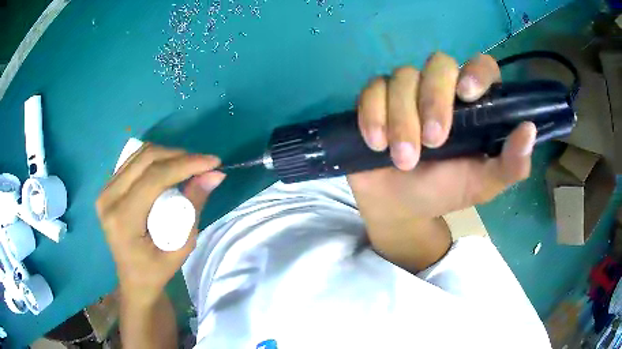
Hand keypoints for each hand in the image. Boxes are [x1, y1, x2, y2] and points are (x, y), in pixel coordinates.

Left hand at [96, 144, 225, 305]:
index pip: (155, 178)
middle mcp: (109, 198)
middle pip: (146, 158)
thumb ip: (194, 208)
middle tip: (204, 164)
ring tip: (190, 166)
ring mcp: (105, 190)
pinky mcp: (108, 186)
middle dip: (180, 156)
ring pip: (140, 154)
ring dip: (169, 155)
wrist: (132, 278)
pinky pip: (135, 161)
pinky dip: (157, 160)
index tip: (213, 162)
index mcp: (123, 219)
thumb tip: (214, 176)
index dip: (186, 164)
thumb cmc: (156, 270)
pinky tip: (171, 169)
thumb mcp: (181, 247)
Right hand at [348, 53, 535, 268]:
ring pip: (402, 77)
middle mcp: (441, 89)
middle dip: (433, 100)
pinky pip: (373, 89)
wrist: (399, 206)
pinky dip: (372, 115)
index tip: (468, 94)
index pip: (480, 66)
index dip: (476, 72)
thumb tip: (530, 129)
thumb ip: (511, 165)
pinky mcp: (376, 99)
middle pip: (438, 64)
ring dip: (401, 119)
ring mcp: (406, 91)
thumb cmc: (444, 192)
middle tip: (432, 142)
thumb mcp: (483, 185)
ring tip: (402, 159)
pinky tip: (376, 143)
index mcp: (473, 105)